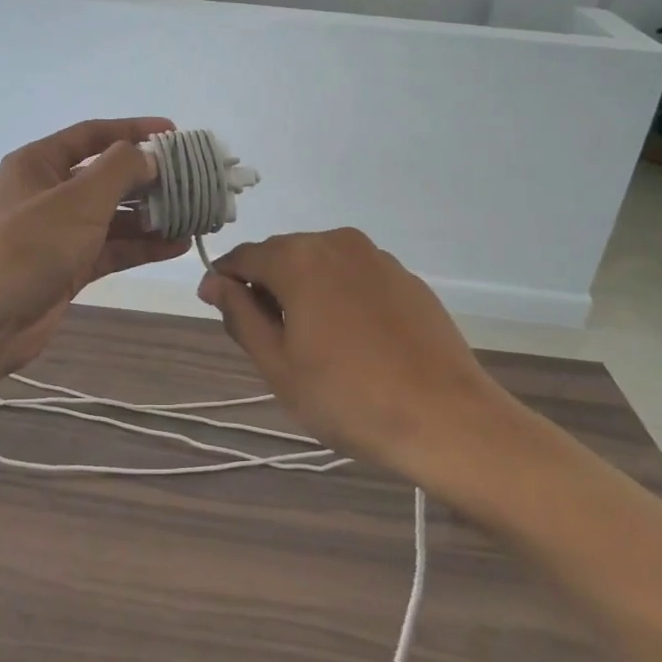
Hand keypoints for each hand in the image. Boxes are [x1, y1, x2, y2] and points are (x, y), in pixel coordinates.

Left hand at [0, 119, 190, 368]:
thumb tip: (148, 157)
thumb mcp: (77, 198)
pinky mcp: (66, 268)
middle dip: (148, 178)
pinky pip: (110, 249)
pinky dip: (140, 246)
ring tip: (194, 215)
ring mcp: (57, 233)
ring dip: (150, 215)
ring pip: (112, 216)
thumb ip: (119, 170)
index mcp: (39, 163)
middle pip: (106, 176)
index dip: (133, 130)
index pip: (92, 135)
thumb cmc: (27, 244)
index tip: (174, 133)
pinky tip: (176, 245)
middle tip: (192, 181)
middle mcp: (48, 193)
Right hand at [197, 229, 530, 488]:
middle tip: (269, 340)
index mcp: (297, 258)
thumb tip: (213, 281)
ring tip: (313, 343)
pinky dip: (339, 296)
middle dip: (266, 287)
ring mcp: (376, 256)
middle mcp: (335, 242)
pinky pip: (354, 275)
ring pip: (319, 264)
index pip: (243, 257)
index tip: (221, 313)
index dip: (225, 282)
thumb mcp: (277, 364)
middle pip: (282, 255)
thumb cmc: (348, 397)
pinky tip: (352, 340)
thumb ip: (239, 314)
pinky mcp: (405, 277)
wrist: (447, 419)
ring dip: (304, 291)